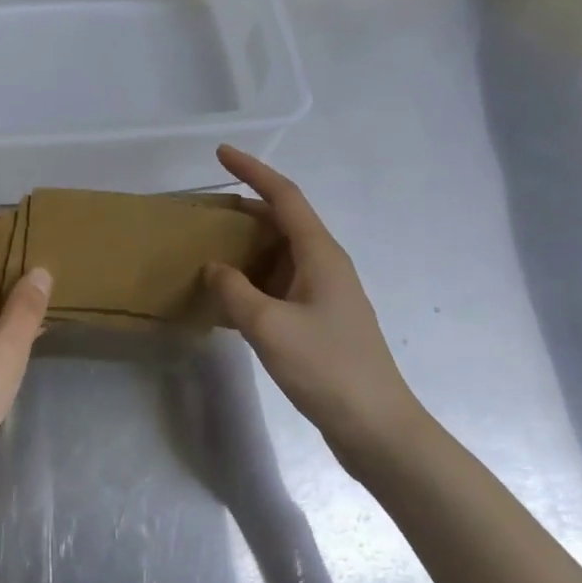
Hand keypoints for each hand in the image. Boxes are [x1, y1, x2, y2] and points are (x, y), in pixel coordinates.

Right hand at [203, 145, 426, 462]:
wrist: (378, 429)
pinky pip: (279, 284)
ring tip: (207, 250)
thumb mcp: (269, 327)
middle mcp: (325, 265)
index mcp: (320, 254)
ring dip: (246, 248)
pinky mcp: (319, 321)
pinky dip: (252, 280)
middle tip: (203, 212)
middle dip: (243, 211)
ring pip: (279, 254)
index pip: (284, 196)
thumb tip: (214, 268)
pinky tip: (228, 297)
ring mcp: (324, 294)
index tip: (221, 153)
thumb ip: (234, 291)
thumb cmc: (327, 369)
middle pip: (281, 222)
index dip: (253, 170)